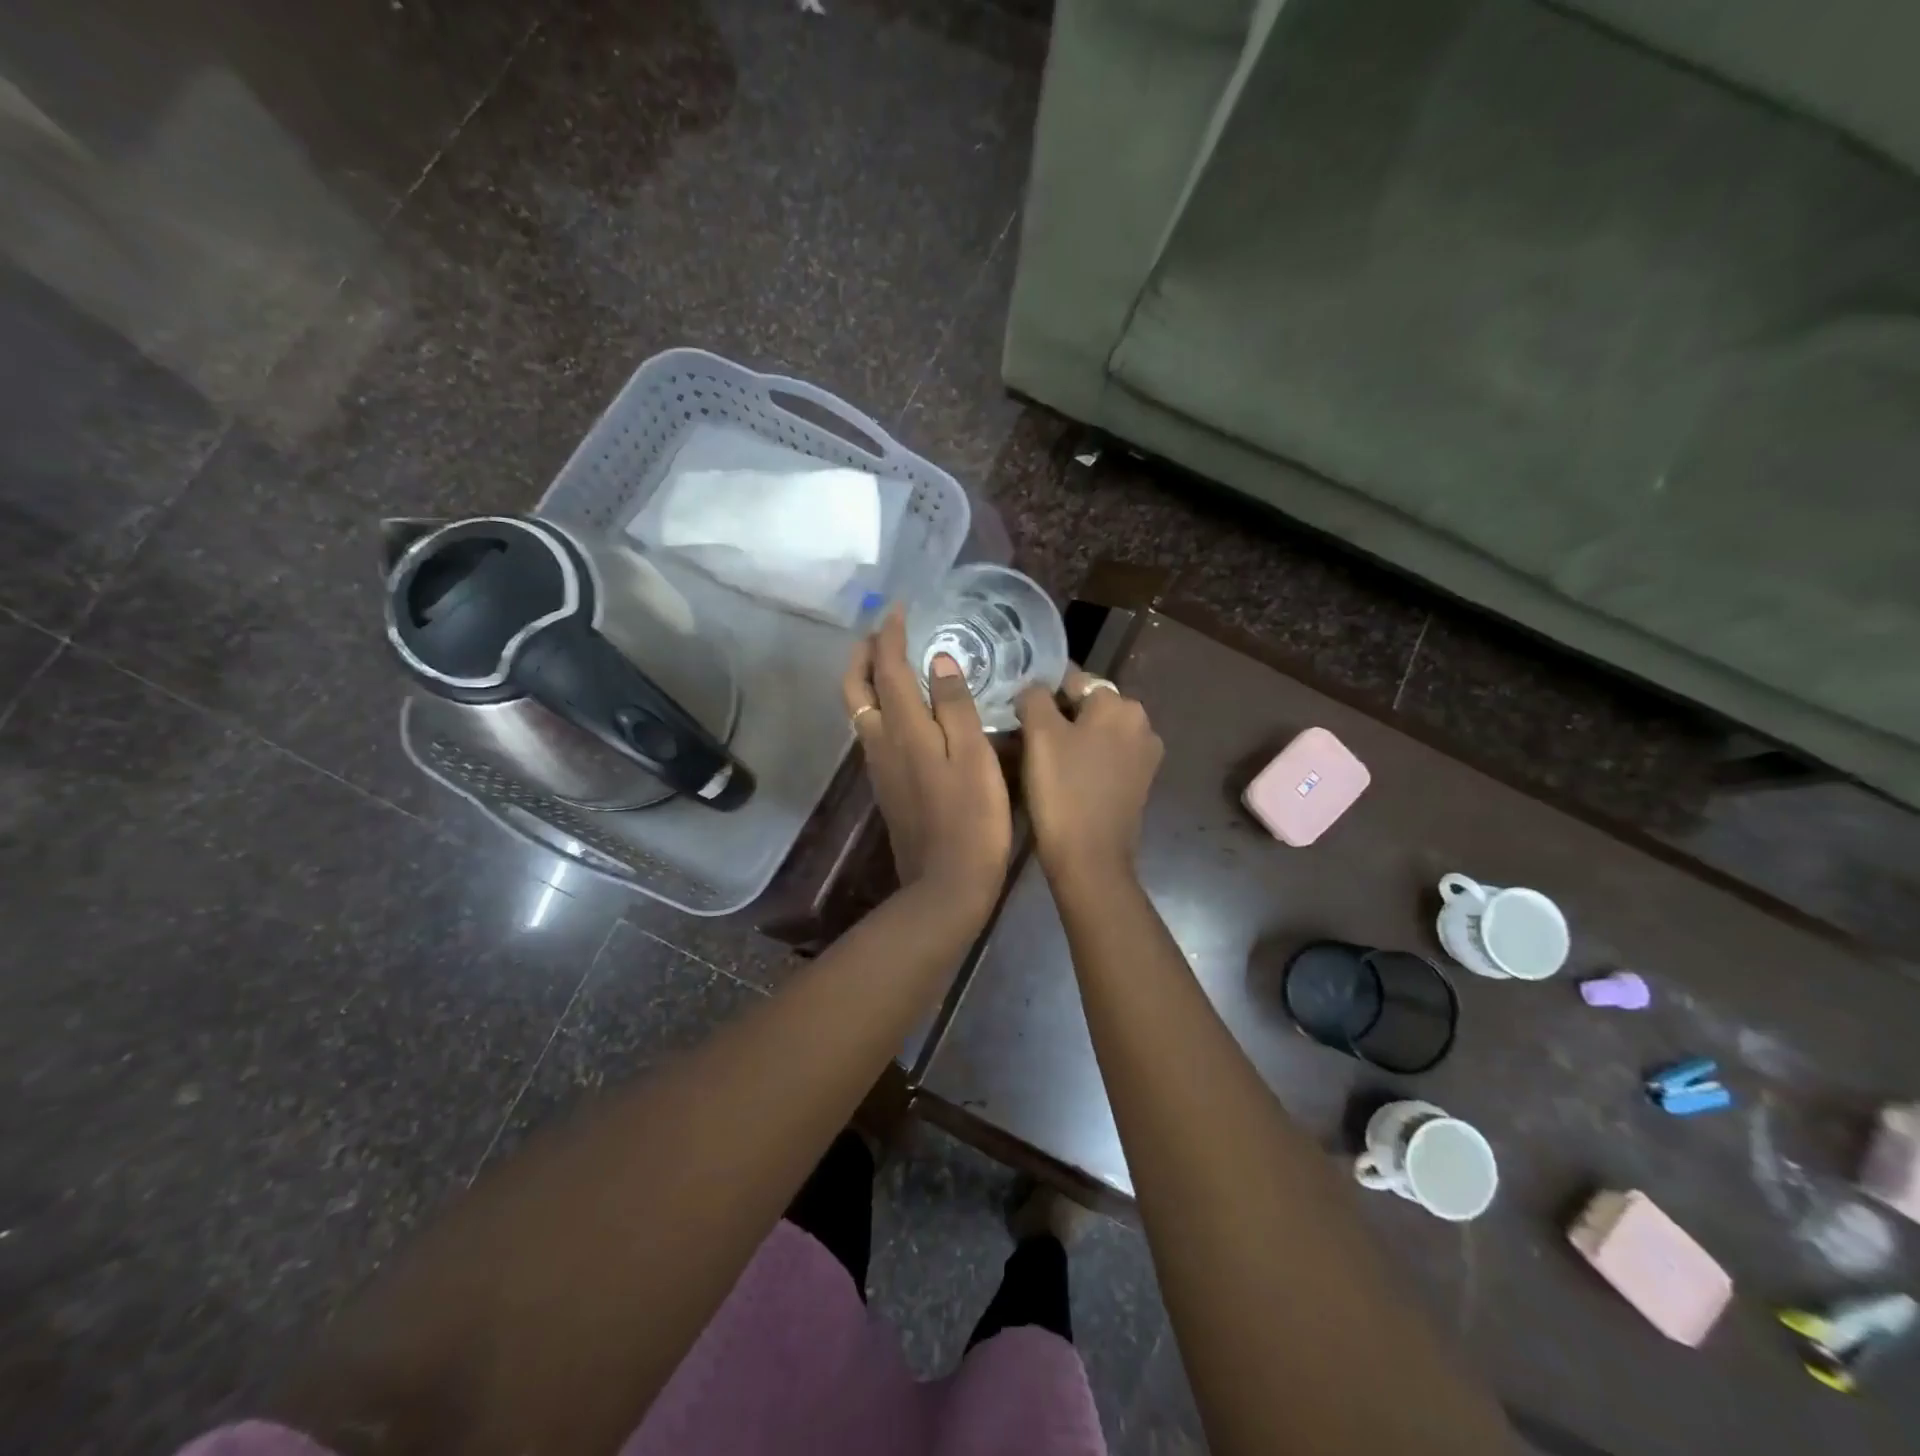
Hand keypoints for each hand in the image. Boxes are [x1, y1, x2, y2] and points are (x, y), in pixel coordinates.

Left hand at [843, 609, 1011, 914]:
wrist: (946, 884)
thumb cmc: (972, 818)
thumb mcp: (974, 756)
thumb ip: (955, 706)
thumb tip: (939, 661)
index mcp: (903, 728)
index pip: (888, 668)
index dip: (890, 635)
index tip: (898, 609)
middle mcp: (880, 741)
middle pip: (856, 687)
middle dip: (864, 653)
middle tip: (883, 631)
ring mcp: (879, 766)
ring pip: (859, 709)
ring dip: (868, 678)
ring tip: (892, 661)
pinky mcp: (886, 785)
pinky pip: (872, 730)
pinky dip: (879, 705)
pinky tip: (904, 708)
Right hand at [1016, 666, 1163, 886]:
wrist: (1090, 858)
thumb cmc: (1062, 791)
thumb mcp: (1039, 734)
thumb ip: (1034, 697)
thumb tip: (1034, 689)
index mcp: (1120, 704)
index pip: (1073, 679)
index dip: (1041, 693)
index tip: (1018, 712)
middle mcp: (1141, 723)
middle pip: (1087, 706)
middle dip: (1058, 716)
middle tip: (1026, 738)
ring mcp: (1144, 755)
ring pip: (1096, 733)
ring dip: (1071, 739)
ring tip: (1041, 759)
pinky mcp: (1139, 782)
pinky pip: (1106, 757)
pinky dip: (1085, 760)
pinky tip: (1064, 778)